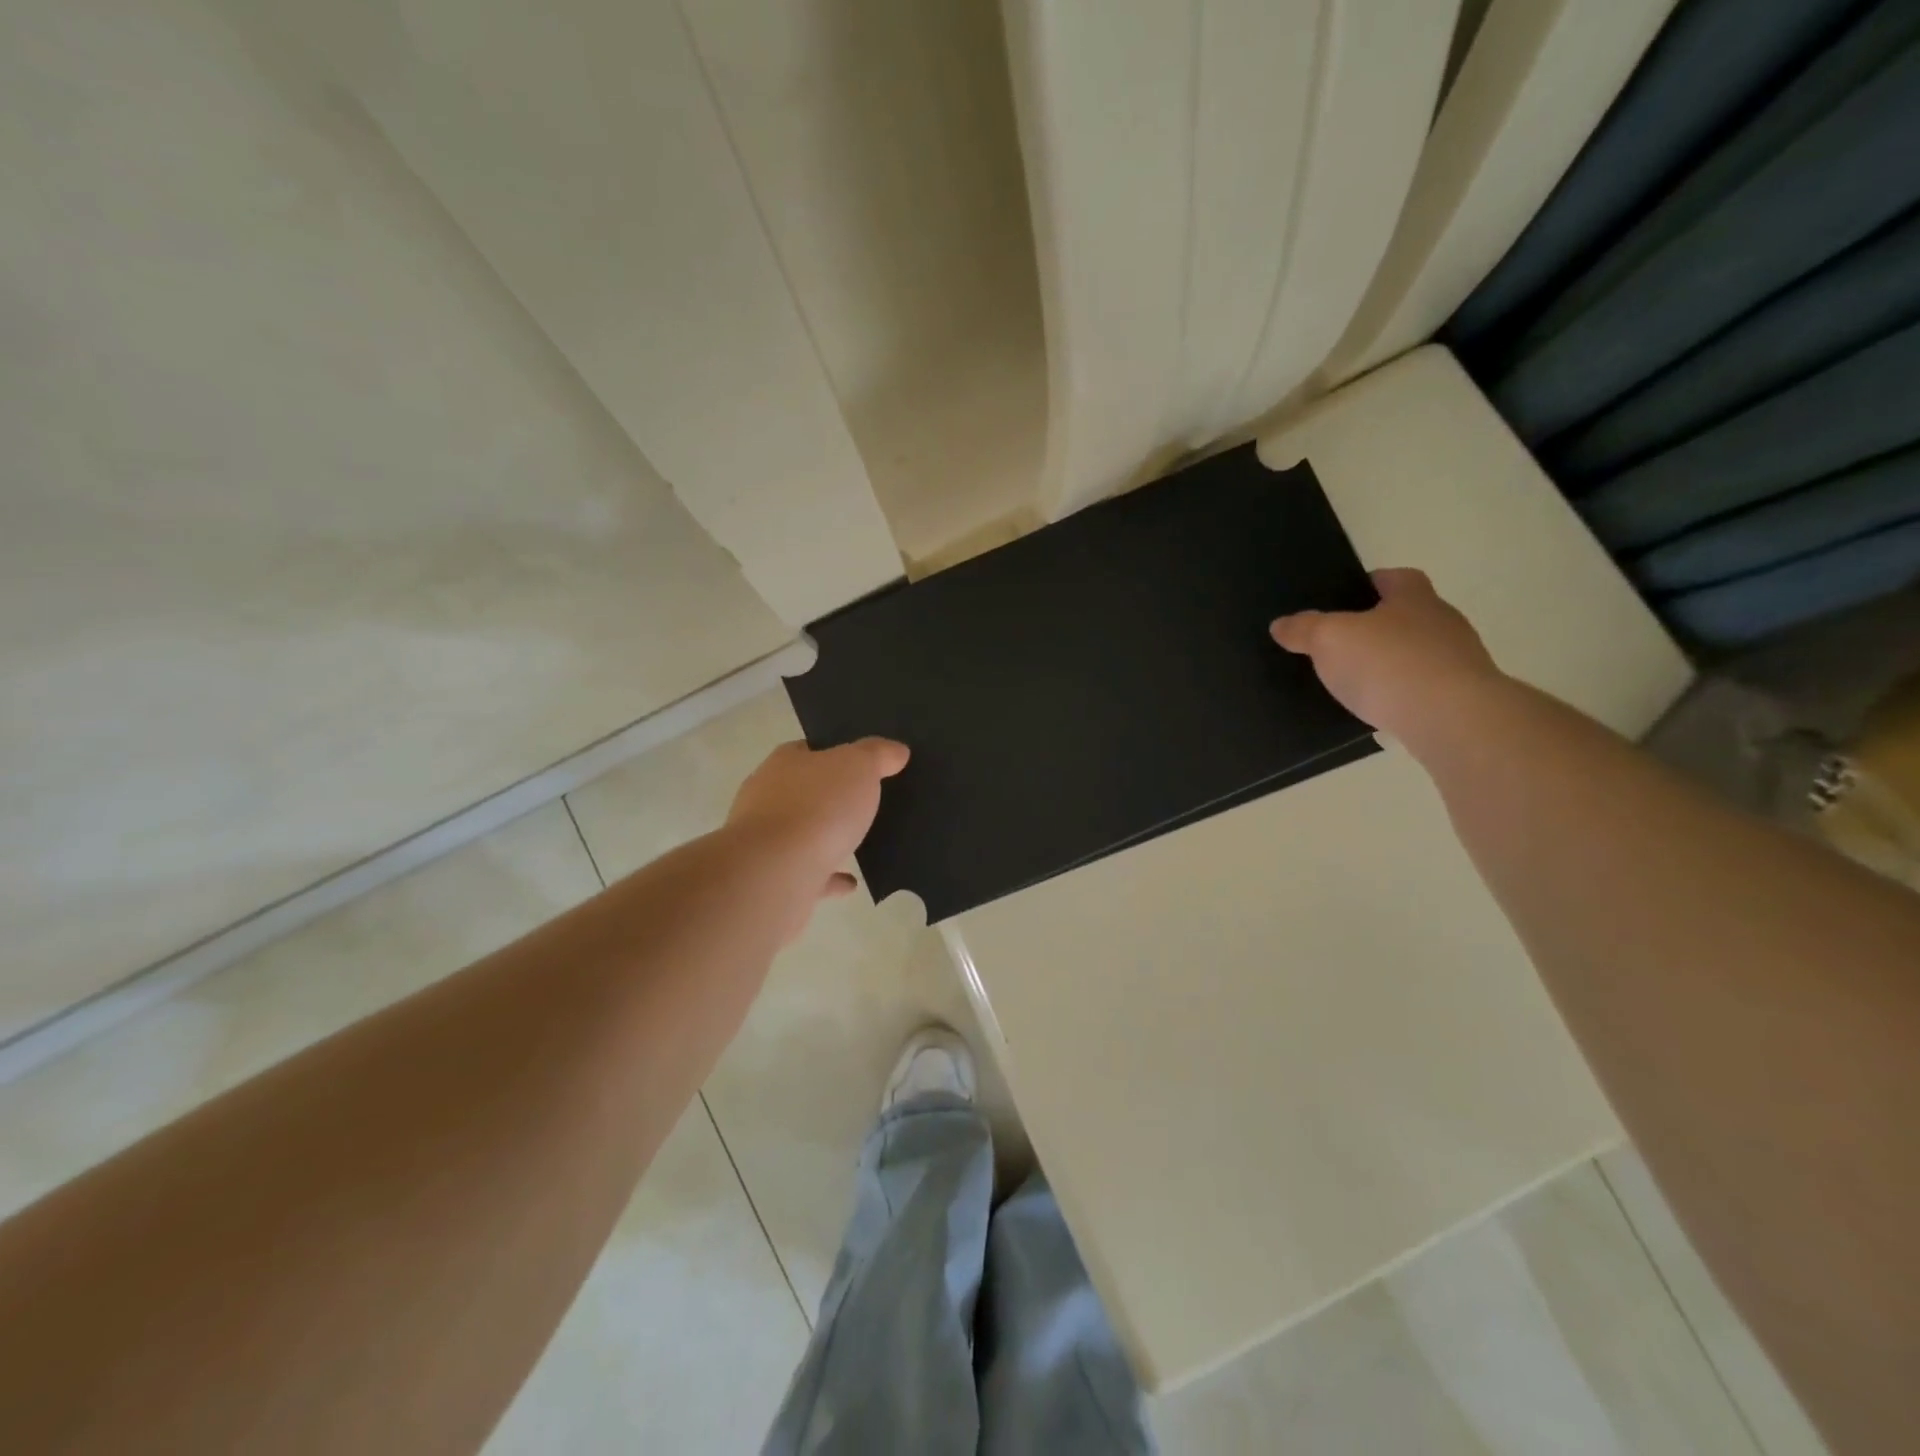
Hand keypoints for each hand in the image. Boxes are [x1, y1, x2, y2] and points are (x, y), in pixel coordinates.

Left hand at [726, 737, 909, 908]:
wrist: (776, 873)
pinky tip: (851, 882)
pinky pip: (808, 873)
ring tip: (861, 842)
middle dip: (828, 796)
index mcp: (783, 764)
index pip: (806, 750)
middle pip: (802, 791)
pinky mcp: (773, 878)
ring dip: (827, 837)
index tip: (860, 764)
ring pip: (802, 833)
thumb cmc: (817, 806)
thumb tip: (897, 750)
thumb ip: (878, 754)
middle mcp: (767, 798)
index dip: (833, 753)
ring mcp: (766, 841)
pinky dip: (829, 876)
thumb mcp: (859, 766)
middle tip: (865, 802)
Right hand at [1269, 568, 1504, 743]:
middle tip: (1338, 645)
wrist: (1451, 719)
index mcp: (1413, 596)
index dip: (1367, 585)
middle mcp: (1442, 621)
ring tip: (1354, 683)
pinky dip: (1401, 695)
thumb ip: (1304, 629)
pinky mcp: (1461, 697)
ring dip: (1390, 664)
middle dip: (1375, 628)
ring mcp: (1457, 660)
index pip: (1393, 577)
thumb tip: (1281, 624)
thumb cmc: (1388, 664)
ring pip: (1415, 654)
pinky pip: (1422, 689)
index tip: (1341, 601)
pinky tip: (1379, 711)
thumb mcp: (1329, 640)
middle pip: (1405, 615)